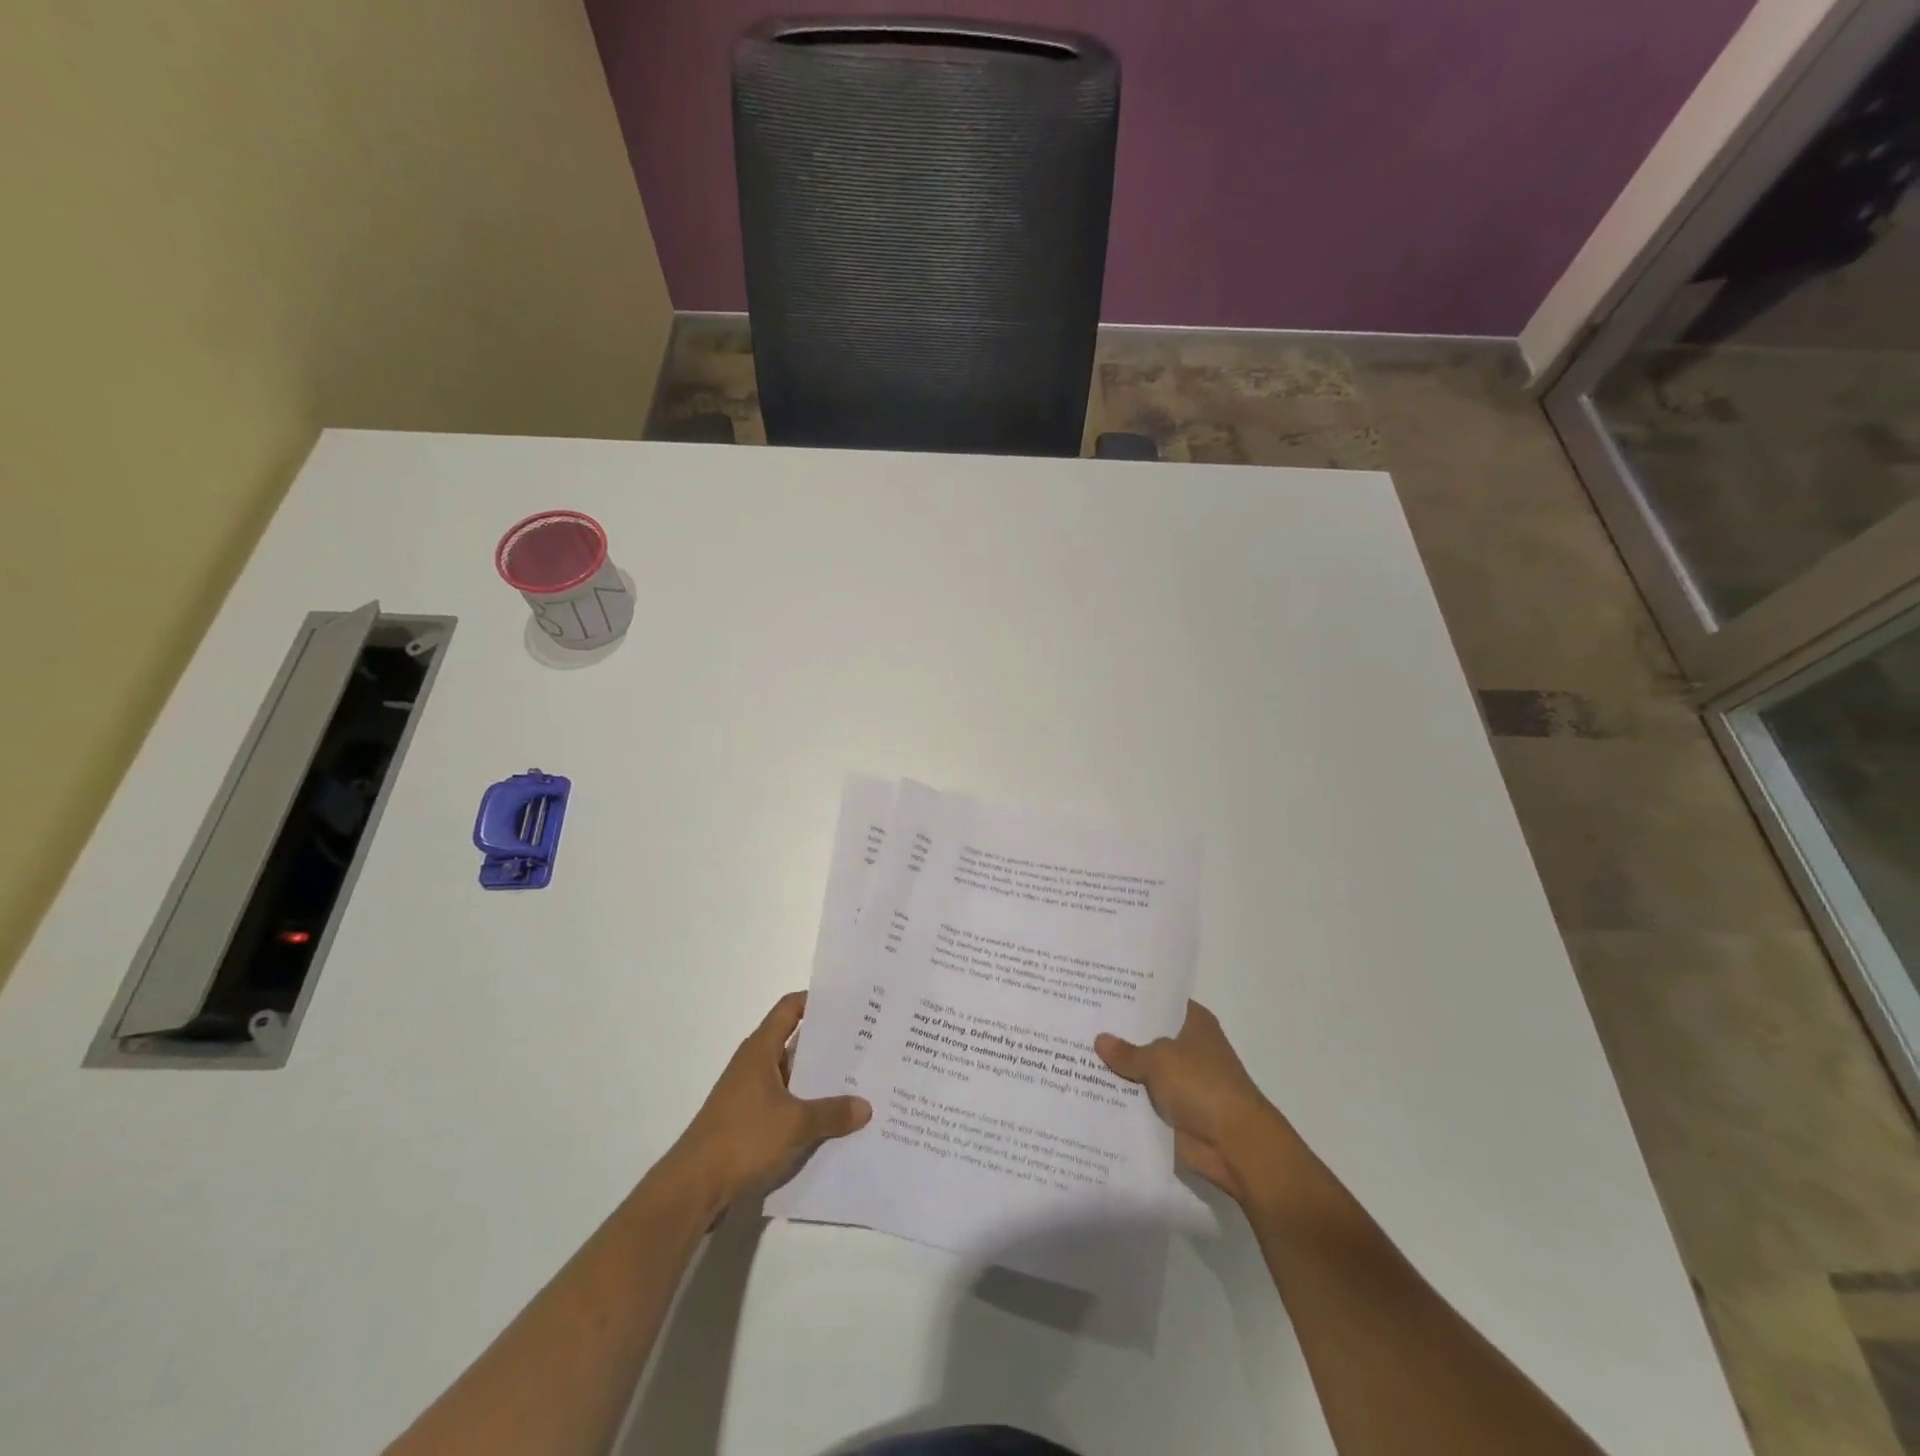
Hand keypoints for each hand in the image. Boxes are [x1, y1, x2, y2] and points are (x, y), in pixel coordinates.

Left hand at [667, 992, 870, 1213]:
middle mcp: (755, 1064)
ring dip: (820, 1078)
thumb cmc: (743, 1139)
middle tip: (867, 1042)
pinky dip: (808, 1105)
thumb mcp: (795, 1124)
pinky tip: (834, 1119)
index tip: (850, 1004)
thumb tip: (866, 1107)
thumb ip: (832, 1113)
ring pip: (793, 1075)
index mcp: (761, 1049)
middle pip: (796, 1041)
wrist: (693, 1188)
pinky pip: (787, 1102)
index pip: (791, 1008)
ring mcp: (751, 1094)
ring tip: (859, 1080)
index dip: (818, 1001)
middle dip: (829, 1042)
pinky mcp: (750, 1121)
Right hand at [1095, 1001, 1289, 1203]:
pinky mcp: (1172, 1110)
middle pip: (1146, 1035)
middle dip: (1117, 1033)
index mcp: (1194, 1023)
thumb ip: (1127, 1051)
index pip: (1159, 1001)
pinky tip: (1086, 1086)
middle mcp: (1188, 1047)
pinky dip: (1121, 1097)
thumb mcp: (1159, 1059)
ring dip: (1116, 1068)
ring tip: (1073, 1051)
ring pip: (1141, 1069)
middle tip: (1078, 1019)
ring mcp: (1180, 1080)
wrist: (1234, 1144)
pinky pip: (1140, 1098)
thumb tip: (1099, 1040)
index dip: (1132, 997)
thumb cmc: (1202, 1085)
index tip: (1100, 989)